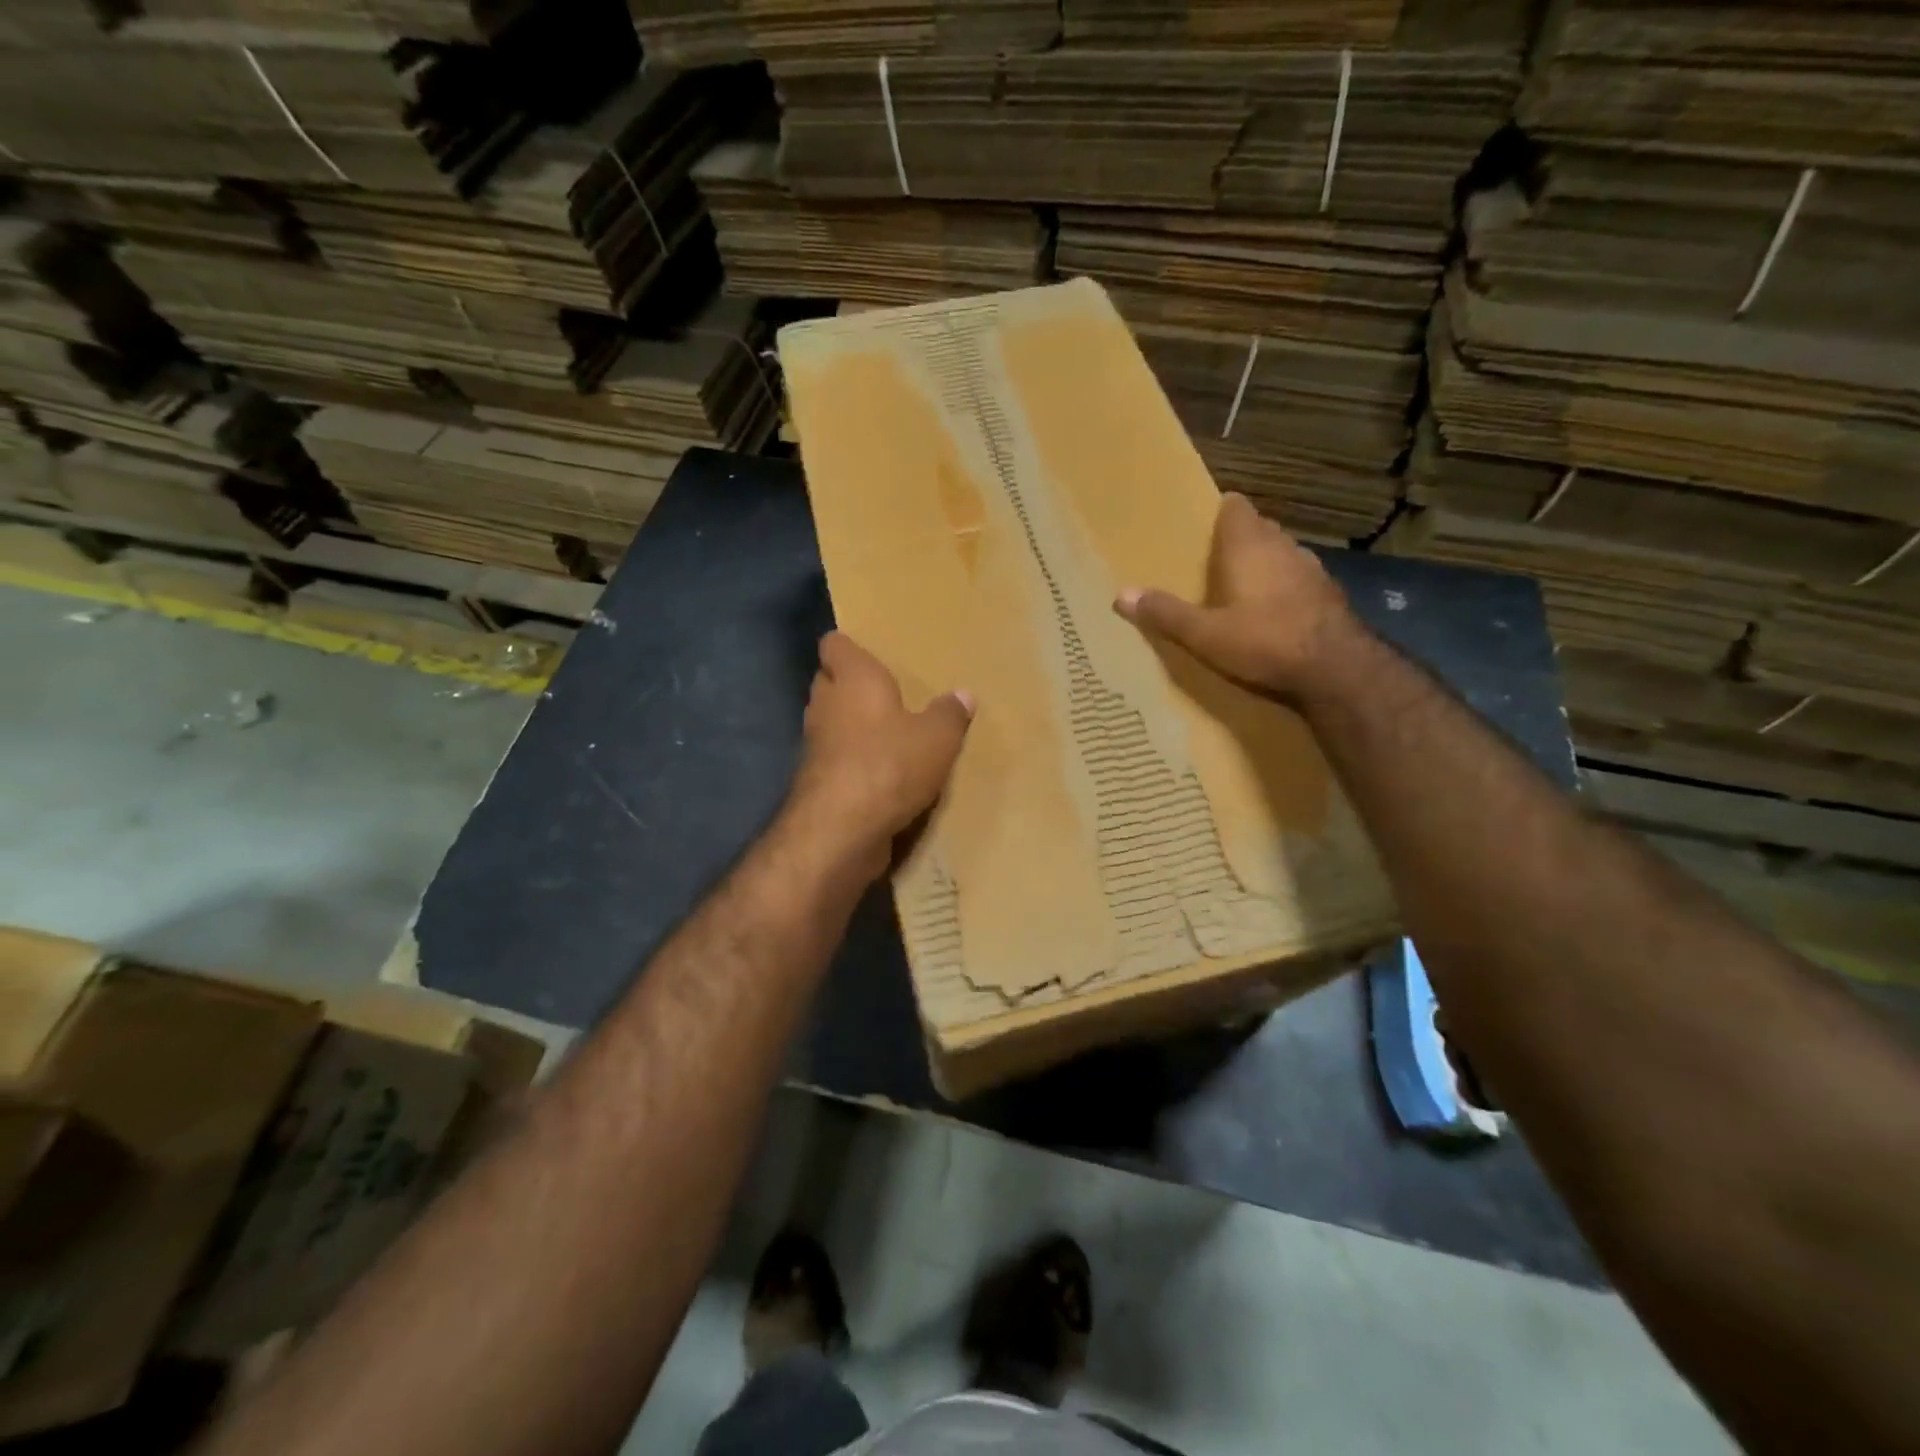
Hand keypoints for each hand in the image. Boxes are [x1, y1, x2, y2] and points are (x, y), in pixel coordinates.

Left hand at [786, 632, 972, 878]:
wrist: (841, 831)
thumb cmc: (889, 765)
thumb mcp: (938, 738)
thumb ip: (950, 714)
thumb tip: (963, 695)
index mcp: (852, 678)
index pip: (834, 645)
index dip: (848, 646)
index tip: (869, 651)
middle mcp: (826, 704)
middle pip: (830, 683)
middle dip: (852, 685)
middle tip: (889, 691)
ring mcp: (816, 745)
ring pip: (832, 723)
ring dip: (853, 726)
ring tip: (889, 731)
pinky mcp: (817, 782)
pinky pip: (837, 760)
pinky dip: (854, 762)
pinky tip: (883, 773)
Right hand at [1113, 493, 1359, 699]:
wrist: (1336, 668)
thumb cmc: (1264, 641)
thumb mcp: (1204, 634)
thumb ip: (1165, 613)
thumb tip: (1120, 594)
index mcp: (1248, 546)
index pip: (1235, 507)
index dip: (1220, 512)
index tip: (1202, 524)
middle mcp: (1282, 547)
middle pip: (1258, 529)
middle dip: (1238, 539)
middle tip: (1212, 560)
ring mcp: (1311, 569)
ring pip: (1281, 553)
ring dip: (1264, 564)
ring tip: (1241, 586)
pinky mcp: (1329, 594)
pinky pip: (1299, 579)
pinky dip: (1284, 587)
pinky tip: (1274, 612)